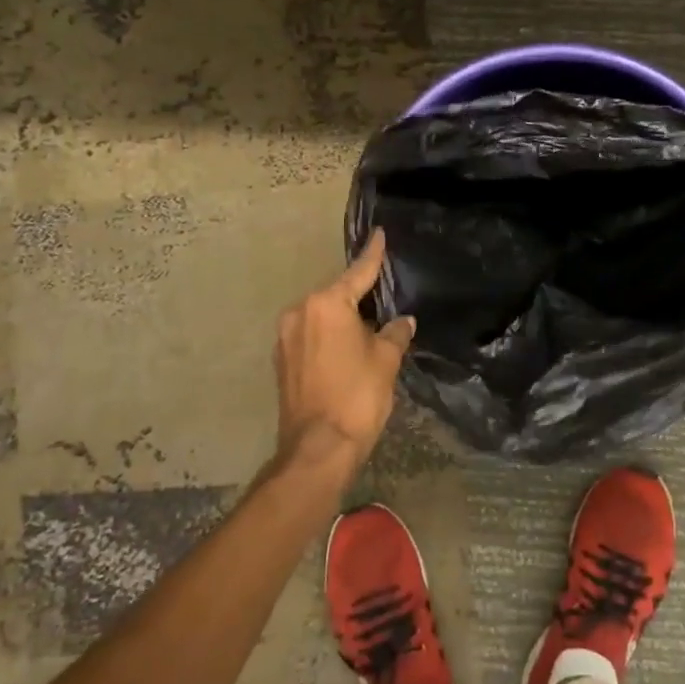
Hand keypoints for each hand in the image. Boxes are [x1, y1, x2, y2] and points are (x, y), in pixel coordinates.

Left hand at [272, 230, 416, 480]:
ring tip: (368, 328)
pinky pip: (310, 336)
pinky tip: (346, 350)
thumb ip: (395, 333)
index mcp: (326, 304)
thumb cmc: (357, 396)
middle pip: (336, 295)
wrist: (318, 448)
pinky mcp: (281, 360)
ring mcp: (286, 337)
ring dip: (343, 320)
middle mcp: (300, 312)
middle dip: (359, 297)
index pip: (358, 272)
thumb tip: (403, 322)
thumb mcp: (386, 361)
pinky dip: (329, 337)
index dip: (373, 255)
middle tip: (384, 298)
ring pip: (321, 317)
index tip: (379, 235)